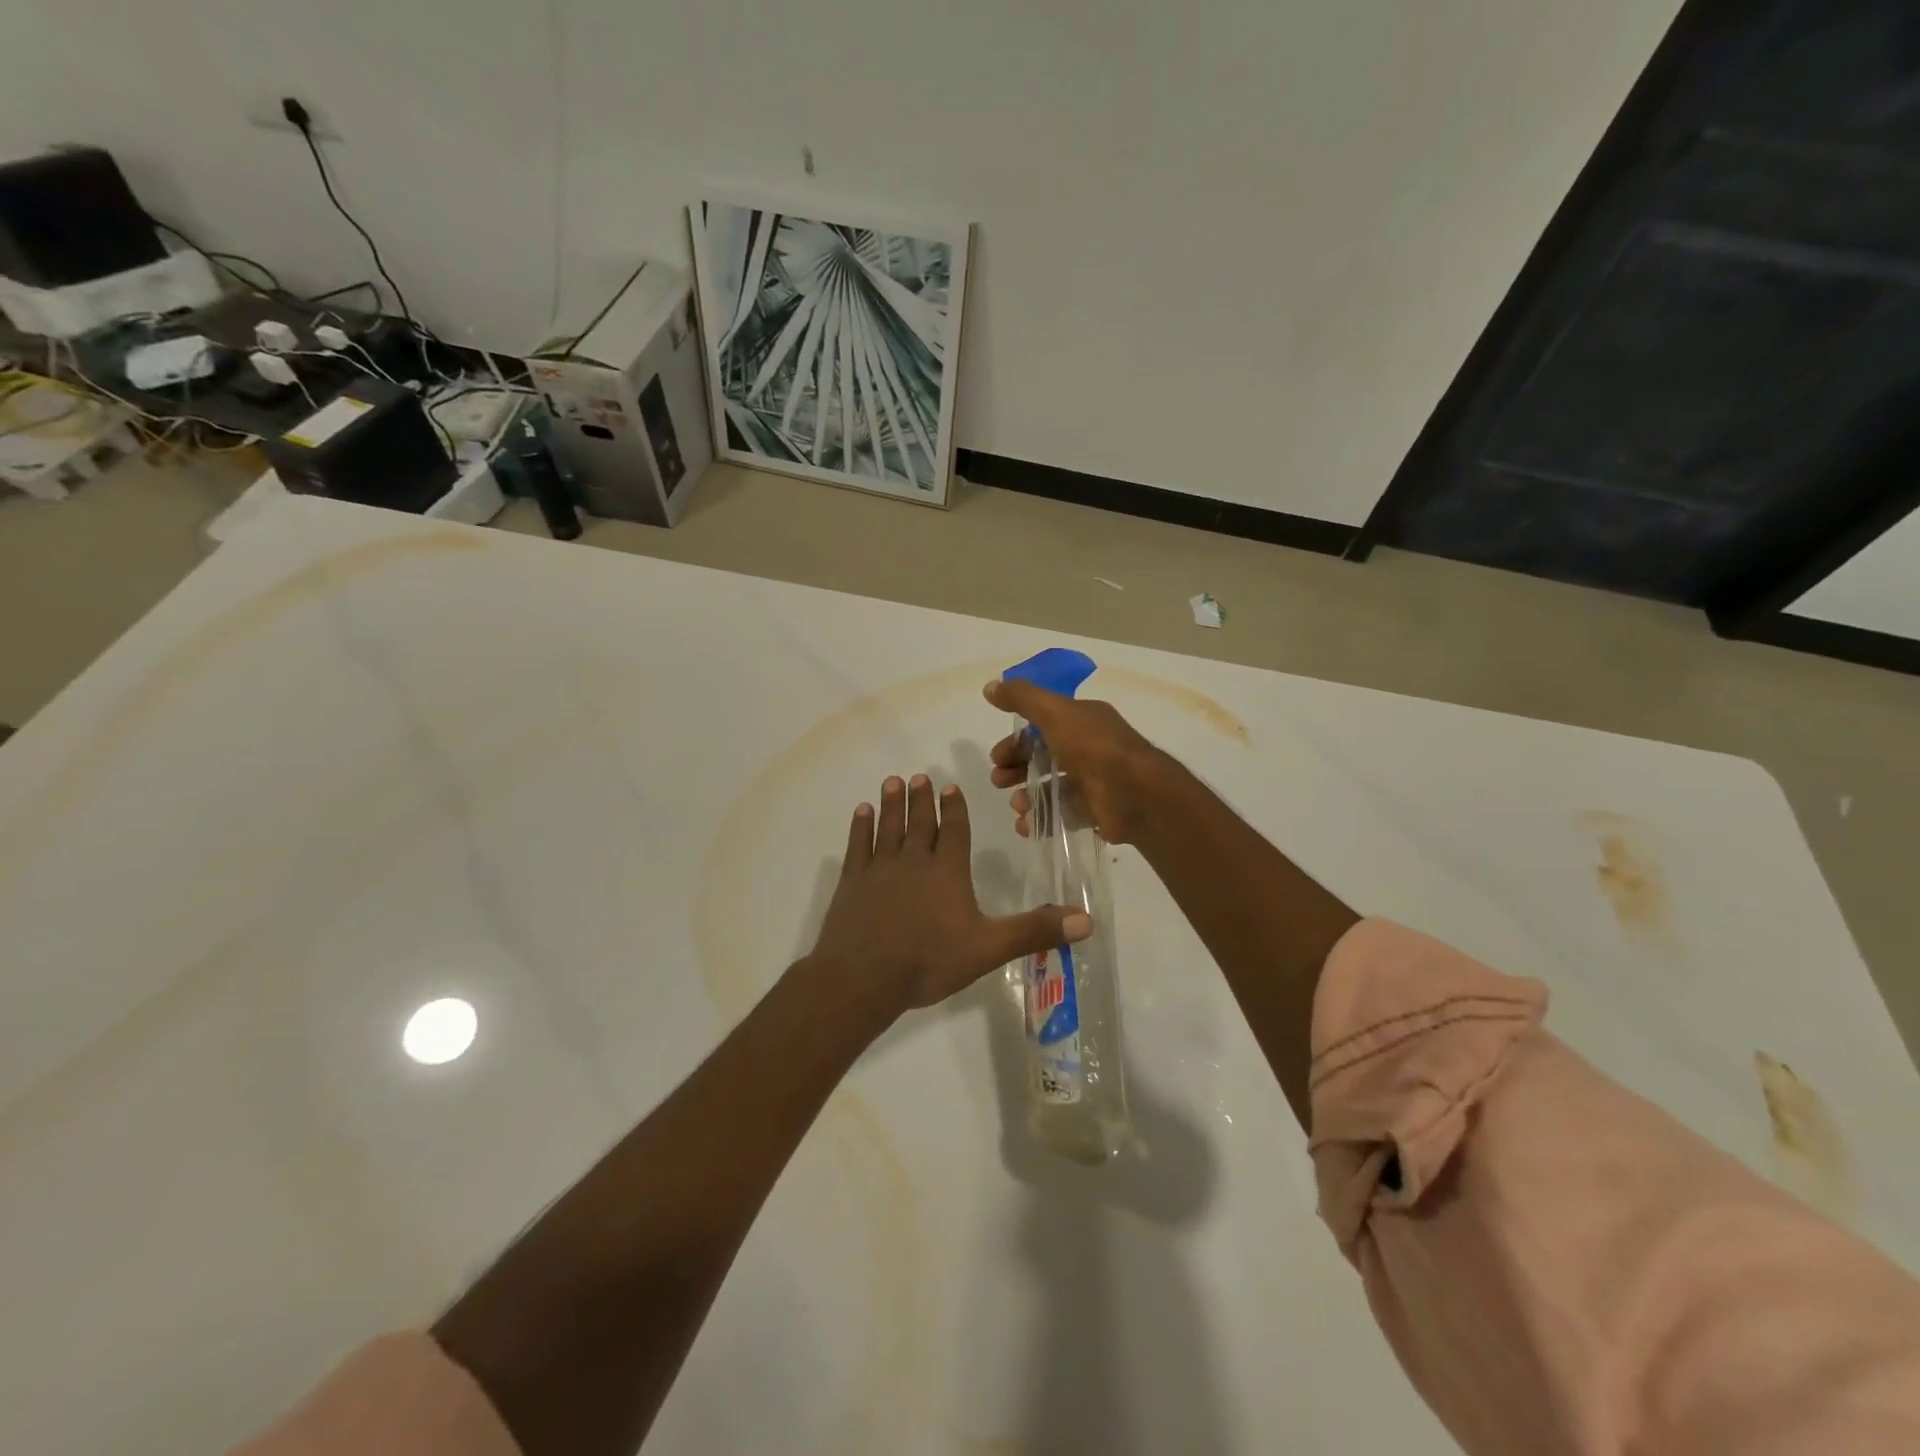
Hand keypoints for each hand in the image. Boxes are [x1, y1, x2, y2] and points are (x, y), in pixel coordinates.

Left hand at [805, 774, 1090, 1017]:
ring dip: (892, 804)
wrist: (864, 976)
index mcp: (948, 872)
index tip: (950, 786)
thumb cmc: (929, 960)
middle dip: (922, 799)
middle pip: (920, 823)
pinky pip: (858, 846)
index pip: (954, 831)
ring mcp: (880, 869)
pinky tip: (861, 811)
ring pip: (889, 827)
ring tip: (893, 781)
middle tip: (919, 777)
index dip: (954, 808)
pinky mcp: (852, 882)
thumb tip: (1087, 920)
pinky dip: (860, 827)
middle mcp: (914, 861)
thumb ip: (1034, 931)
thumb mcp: (989, 948)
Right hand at [984, 678, 1171, 843]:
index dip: (1016, 740)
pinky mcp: (1095, 811)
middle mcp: (1088, 748)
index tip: (997, 755)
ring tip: (1016, 805)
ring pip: (1050, 787)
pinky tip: (1027, 825)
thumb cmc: (1093, 747)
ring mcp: (1093, 782)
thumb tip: (989, 686)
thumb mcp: (1054, 713)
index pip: (1042, 727)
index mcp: (1082, 721)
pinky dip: (1041, 820)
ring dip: (1026, 795)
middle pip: (1043, 757)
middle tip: (998, 780)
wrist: (1135, 794)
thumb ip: (1022, 698)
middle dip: (1016, 768)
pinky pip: (1062, 814)